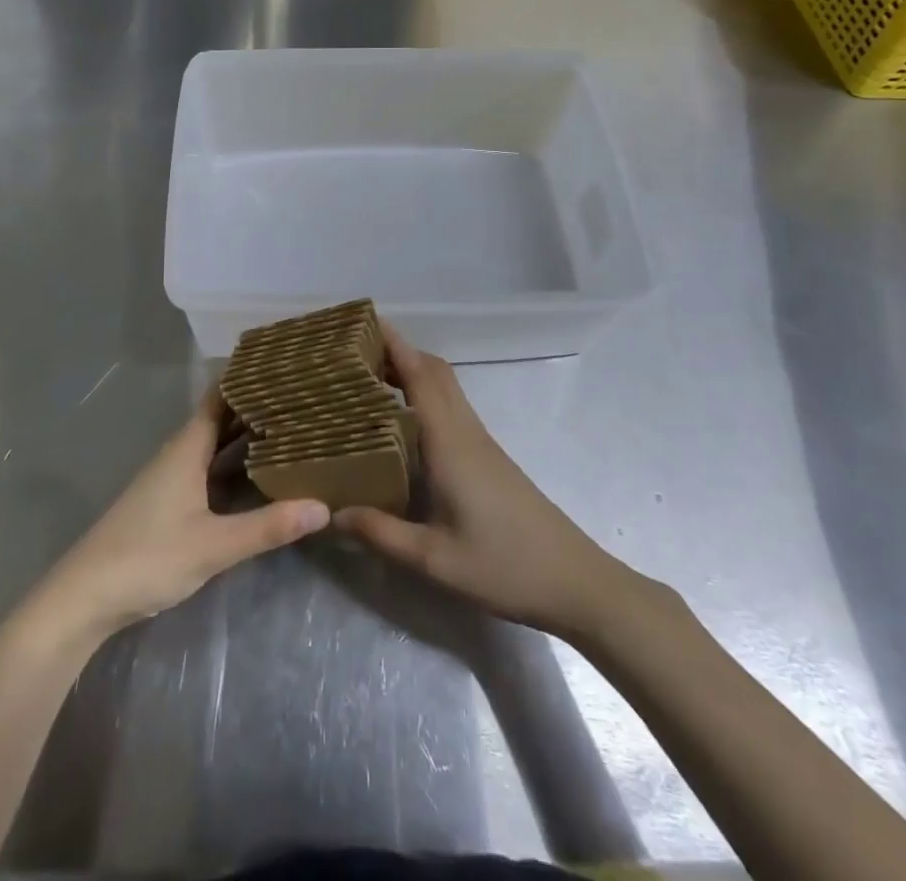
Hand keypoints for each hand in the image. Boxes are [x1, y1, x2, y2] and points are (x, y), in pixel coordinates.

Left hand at [35, 390, 329, 642]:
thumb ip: (266, 527)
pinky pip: (209, 468)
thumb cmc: (147, 558)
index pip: (220, 397)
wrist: (84, 598)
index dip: (247, 379)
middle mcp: (179, 454)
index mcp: (187, 448)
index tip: (283, 364)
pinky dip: (234, 463)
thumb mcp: (213, 545)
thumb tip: (323, 506)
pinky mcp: (169, 503)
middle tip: (300, 395)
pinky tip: (257, 473)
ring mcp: (171, 479)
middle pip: (221, 419)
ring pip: (215, 445)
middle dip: (255, 407)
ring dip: (245, 435)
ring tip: (289, 425)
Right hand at [335, 323, 629, 639]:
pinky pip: (450, 408)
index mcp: (450, 442)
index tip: (359, 323)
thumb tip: (330, 512)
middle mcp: (465, 431)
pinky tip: (402, 422)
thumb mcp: (434, 560)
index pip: (419, 375)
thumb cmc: (505, 566)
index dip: (392, 344)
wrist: (575, 582)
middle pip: (433, 370)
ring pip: (444, 387)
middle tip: (352, 353)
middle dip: (396, 350)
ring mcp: (480, 442)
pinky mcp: (487, 457)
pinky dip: (423, 395)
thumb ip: (381, 533)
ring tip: (367, 379)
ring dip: (410, 370)